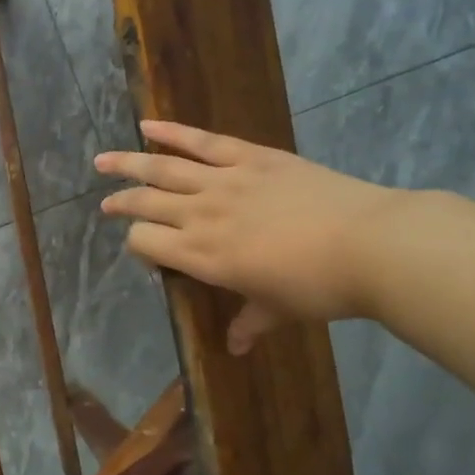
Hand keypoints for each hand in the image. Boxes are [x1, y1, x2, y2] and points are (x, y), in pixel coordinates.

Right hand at [96, 120, 401, 352]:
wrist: (371, 245)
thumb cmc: (320, 288)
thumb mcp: (278, 311)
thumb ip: (250, 323)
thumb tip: (236, 347)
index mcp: (201, 257)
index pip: (145, 243)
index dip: (138, 246)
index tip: (148, 251)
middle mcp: (201, 216)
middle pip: (145, 204)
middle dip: (121, 203)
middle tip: (106, 204)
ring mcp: (224, 182)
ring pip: (163, 168)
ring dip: (128, 163)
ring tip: (102, 160)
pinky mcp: (251, 158)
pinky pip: (203, 141)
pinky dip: (173, 132)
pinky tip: (148, 126)